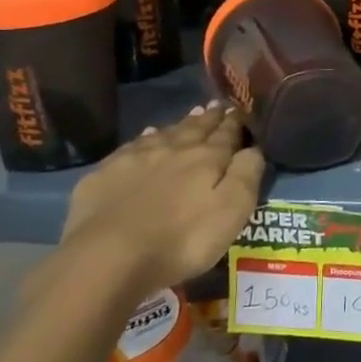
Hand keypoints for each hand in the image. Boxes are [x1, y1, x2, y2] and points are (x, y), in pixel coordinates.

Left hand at [31, 104, 265, 309]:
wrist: (109, 256)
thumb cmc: (182, 239)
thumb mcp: (231, 212)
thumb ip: (246, 175)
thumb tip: (254, 148)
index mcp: (206, 158)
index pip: (226, 134)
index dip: (235, 123)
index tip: (240, 110)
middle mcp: (173, 149)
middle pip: (196, 129)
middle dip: (210, 118)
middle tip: (219, 106)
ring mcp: (136, 158)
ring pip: (165, 133)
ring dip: (181, 124)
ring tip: (192, 116)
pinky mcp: (106, 173)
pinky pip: (133, 146)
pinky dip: (146, 138)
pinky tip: (147, 136)